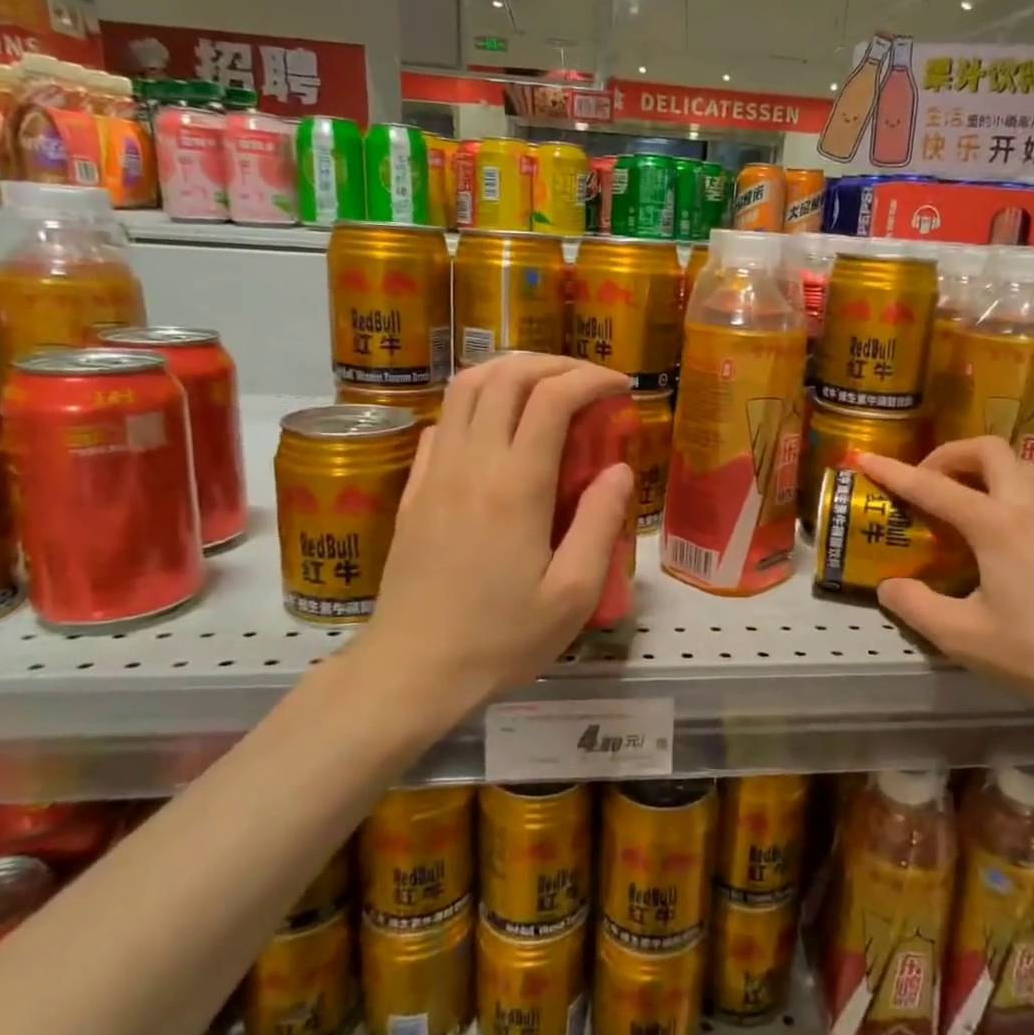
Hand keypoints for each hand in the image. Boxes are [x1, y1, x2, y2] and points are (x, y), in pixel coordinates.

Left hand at [351, 355, 633, 718]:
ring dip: (510, 373)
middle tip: (587, 382)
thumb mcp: (572, 593)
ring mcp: (435, 472)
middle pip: (506, 376)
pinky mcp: (414, 490)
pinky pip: (442, 423)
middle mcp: (472, 463)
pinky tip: (495, 429)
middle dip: (554, 365)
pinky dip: (475, 405)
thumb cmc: (501, 638)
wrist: (412, 670)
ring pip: (466, 389)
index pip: (553, 398)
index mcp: (516, 485)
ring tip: (544, 389)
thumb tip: (619, 468)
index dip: (591, 379)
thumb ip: (599, 522)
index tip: (621, 387)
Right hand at [856, 440, 1033, 716]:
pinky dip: (1004, 489)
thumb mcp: (965, 638)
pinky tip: (997, 531)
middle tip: (924, 483)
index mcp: (996, 525)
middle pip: (987, 450)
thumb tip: (889, 585)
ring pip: (1017, 466)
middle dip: (947, 454)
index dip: (894, 472)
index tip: (863, 458)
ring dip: (980, 468)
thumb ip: (917, 607)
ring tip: (958, 501)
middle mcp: (1028, 508)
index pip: (933, 486)